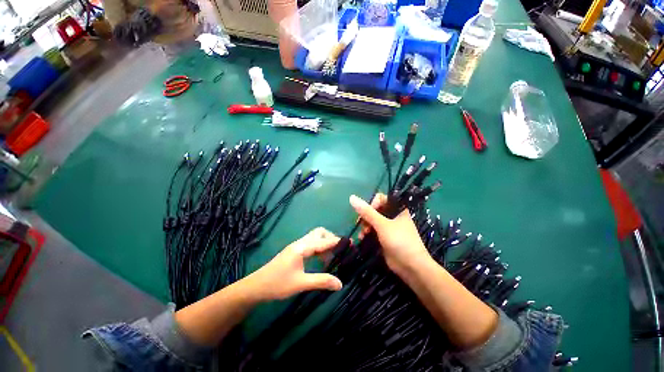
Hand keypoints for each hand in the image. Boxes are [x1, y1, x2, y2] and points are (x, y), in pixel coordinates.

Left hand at [246, 228, 342, 300]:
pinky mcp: (295, 251)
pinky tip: (321, 260)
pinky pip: (311, 244)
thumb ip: (321, 281)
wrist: (256, 286)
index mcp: (302, 247)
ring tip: (333, 257)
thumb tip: (340, 283)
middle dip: (331, 238)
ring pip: (315, 238)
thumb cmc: (278, 284)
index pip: (324, 241)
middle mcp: (300, 243)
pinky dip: (319, 249)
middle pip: (319, 233)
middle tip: (339, 251)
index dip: (337, 242)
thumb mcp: (301, 284)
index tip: (350, 243)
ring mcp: (297, 246)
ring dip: (325, 244)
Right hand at [350, 194, 430, 276]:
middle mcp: (393, 216)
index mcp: (397, 208)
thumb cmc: (400, 240)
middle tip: (362, 225)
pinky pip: (373, 231)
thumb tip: (352, 197)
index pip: (381, 199)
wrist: (411, 266)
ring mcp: (389, 227)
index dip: (372, 204)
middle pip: (374, 210)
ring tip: (363, 235)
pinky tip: (362, 239)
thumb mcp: (382, 224)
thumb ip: (367, 212)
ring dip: (365, 226)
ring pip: (372, 221)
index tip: (367, 213)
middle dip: (366, 217)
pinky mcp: (385, 237)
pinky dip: (367, 233)